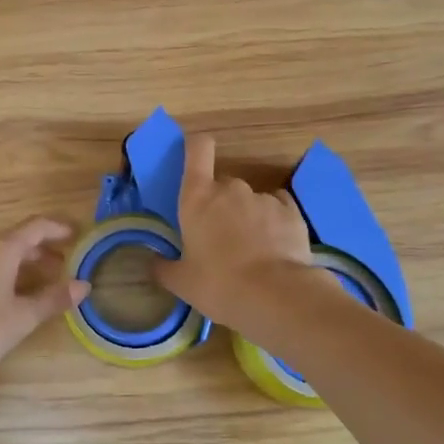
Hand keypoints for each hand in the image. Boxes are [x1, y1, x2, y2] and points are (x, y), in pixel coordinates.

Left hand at [0, 217, 87, 389]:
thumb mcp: (24, 317)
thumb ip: (54, 298)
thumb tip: (83, 285)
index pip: (34, 227)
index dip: (57, 227)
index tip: (76, 233)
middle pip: (14, 240)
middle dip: (40, 249)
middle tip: (63, 263)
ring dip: (20, 264)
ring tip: (40, 282)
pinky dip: (1, 276)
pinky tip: (7, 298)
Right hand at [154, 134, 318, 328]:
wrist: (275, 295)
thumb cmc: (218, 285)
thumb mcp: (181, 282)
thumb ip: (163, 268)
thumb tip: (152, 262)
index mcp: (198, 198)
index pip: (198, 150)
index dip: (196, 147)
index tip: (195, 157)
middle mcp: (231, 189)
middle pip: (223, 184)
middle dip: (220, 204)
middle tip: (220, 238)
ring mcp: (263, 198)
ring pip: (250, 200)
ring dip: (247, 217)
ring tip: (251, 251)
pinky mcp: (291, 211)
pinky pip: (277, 208)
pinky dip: (273, 222)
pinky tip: (274, 246)